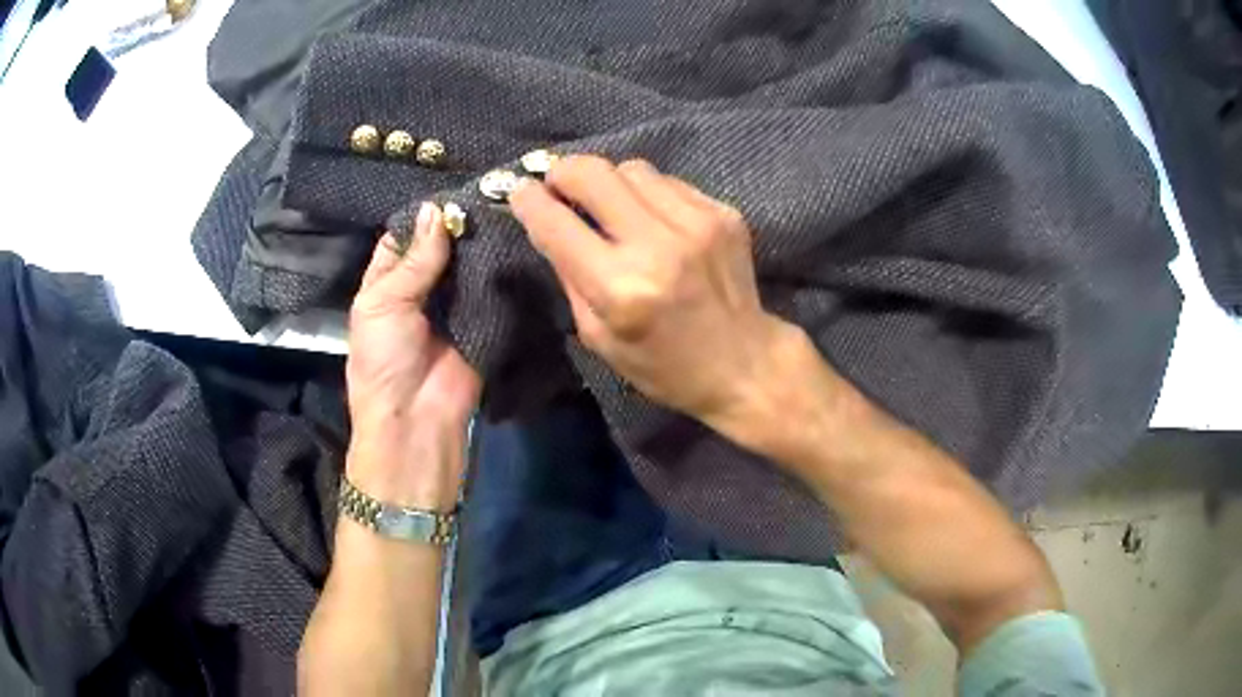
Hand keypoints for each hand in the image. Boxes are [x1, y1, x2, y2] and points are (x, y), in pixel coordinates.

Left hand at [345, 203, 480, 511]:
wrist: (415, 420)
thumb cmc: (383, 360)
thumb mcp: (384, 304)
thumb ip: (414, 260)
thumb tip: (437, 210)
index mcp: (386, 283)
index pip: (404, 239)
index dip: (423, 217)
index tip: (453, 193)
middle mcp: (420, 290)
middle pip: (441, 249)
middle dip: (459, 227)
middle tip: (490, 194)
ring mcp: (454, 306)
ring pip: (469, 266)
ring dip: (482, 245)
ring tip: (508, 210)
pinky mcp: (483, 322)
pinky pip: (492, 291)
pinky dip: (502, 271)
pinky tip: (519, 243)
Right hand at [509, 156, 801, 440]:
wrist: (745, 363)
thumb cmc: (665, 366)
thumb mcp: (600, 338)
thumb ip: (570, 276)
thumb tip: (549, 224)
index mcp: (620, 288)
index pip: (557, 223)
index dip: (528, 200)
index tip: (518, 190)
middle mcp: (658, 245)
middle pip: (593, 173)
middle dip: (562, 172)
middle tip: (557, 186)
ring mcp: (697, 223)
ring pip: (632, 168)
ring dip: (609, 182)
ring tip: (610, 207)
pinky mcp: (723, 213)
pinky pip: (668, 182)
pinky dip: (648, 193)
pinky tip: (652, 219)